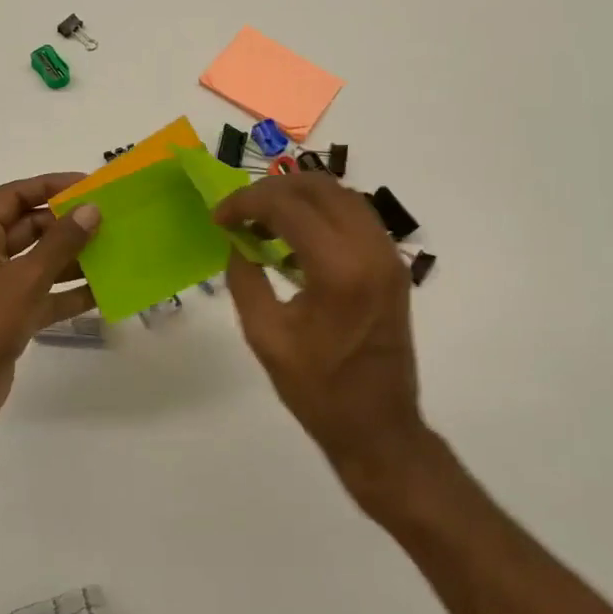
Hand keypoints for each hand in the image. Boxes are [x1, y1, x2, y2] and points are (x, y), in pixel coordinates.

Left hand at [0, 173, 100, 442]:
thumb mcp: (25, 280)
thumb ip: (60, 243)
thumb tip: (91, 209)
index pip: (13, 196)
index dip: (49, 185)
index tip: (88, 185)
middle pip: (28, 228)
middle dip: (66, 224)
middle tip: (108, 220)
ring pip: (38, 263)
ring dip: (72, 259)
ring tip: (113, 252)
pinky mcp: (8, 318)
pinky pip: (42, 296)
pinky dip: (68, 294)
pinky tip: (103, 293)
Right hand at [214, 172, 433, 519]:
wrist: (379, 425)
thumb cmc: (318, 391)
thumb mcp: (266, 336)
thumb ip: (245, 279)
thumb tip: (237, 241)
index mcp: (339, 270)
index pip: (288, 206)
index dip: (246, 202)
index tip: (219, 217)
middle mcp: (371, 251)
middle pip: (319, 188)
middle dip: (272, 190)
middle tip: (239, 212)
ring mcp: (389, 256)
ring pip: (342, 195)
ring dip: (300, 197)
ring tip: (263, 220)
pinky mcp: (393, 266)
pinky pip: (357, 217)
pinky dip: (323, 213)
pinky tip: (296, 237)